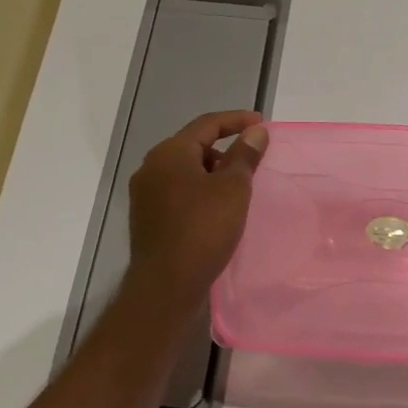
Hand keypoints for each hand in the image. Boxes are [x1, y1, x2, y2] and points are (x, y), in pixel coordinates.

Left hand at [125, 110, 267, 312]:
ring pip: (186, 170)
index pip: (207, 124)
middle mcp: (151, 167)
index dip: (237, 120)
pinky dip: (200, 190)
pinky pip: (178, 191)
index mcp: (170, 153)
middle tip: (253, 159)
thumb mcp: (233, 189)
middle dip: (225, 148)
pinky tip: (218, 208)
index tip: (262, 124)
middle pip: (194, 145)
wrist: (166, 286)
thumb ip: (245, 155)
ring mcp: (145, 194)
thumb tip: (256, 131)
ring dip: (213, 171)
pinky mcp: (148, 217)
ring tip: (239, 187)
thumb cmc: (203, 230)